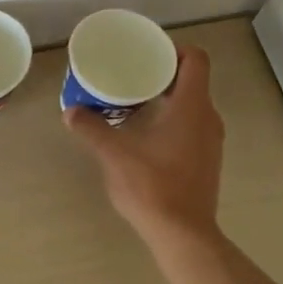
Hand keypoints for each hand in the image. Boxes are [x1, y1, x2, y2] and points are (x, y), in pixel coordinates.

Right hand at [66, 46, 224, 243]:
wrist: (183, 234)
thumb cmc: (152, 186)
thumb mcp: (114, 155)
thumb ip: (92, 129)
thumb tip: (71, 112)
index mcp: (192, 107)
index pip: (195, 60)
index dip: (174, 49)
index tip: (148, 54)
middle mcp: (208, 118)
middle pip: (193, 81)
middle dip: (164, 73)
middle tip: (132, 74)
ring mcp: (210, 142)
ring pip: (193, 105)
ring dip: (168, 98)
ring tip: (135, 101)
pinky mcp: (206, 161)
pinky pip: (192, 126)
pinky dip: (172, 120)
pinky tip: (146, 133)